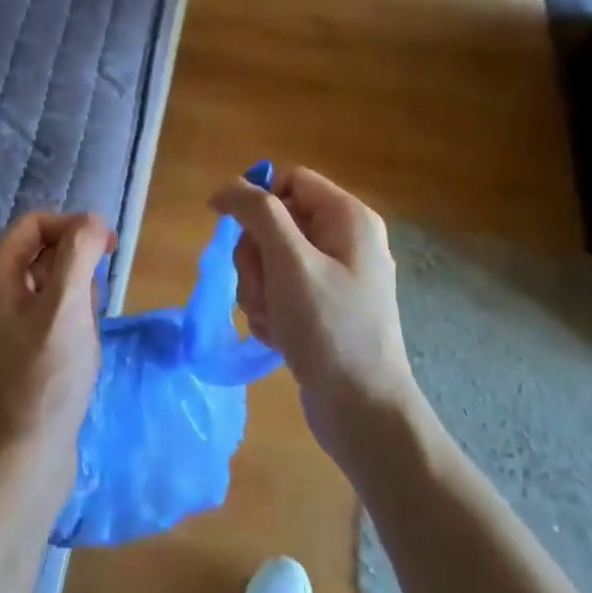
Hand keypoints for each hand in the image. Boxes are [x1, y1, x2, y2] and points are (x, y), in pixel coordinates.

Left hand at [0, 211, 115, 480]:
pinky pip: (49, 313)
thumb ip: (78, 254)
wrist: (23, 459)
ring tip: (85, 332)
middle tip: (92, 302)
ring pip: (50, 283)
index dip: (73, 226)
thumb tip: (92, 221)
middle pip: (41, 250)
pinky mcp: (18, 349)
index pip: (34, 223)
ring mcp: (3, 323)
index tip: (109, 249)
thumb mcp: (66, 307)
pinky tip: (81, 350)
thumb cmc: (46, 378)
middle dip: (77, 266)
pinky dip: (70, 320)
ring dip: (77, 296)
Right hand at [210, 167, 417, 468]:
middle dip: (256, 257)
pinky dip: (270, 311)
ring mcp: (332, 276)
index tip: (230, 227)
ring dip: (258, 289)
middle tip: (265, 289)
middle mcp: (343, 240)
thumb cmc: (329, 328)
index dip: (256, 200)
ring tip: (274, 320)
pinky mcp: (321, 307)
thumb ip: (258, 213)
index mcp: (347, 218)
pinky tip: (280, 337)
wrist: (363, 412)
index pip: (288, 181)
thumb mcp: (290, 262)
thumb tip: (228, 187)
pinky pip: (278, 290)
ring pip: (269, 259)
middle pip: (273, 222)